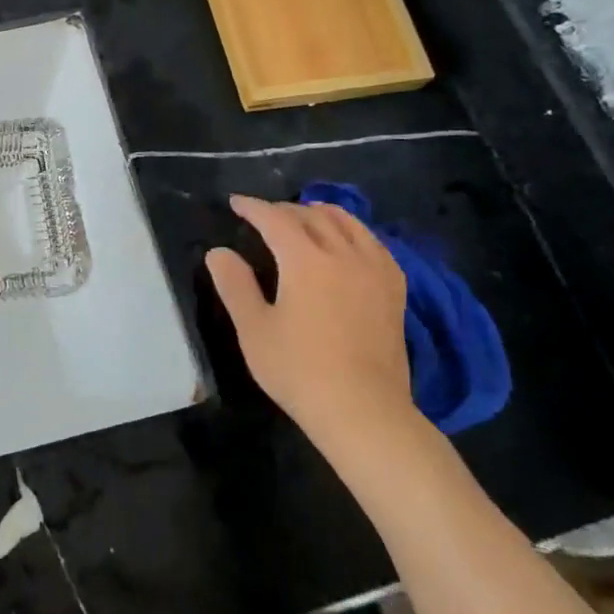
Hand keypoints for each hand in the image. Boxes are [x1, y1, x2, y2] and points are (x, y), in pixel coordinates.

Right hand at [205, 194, 421, 452]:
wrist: (363, 410)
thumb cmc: (300, 370)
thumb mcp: (254, 330)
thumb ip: (235, 285)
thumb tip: (218, 253)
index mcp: (306, 260)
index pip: (276, 219)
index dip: (254, 207)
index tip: (237, 203)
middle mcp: (343, 254)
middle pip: (313, 216)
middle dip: (285, 209)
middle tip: (265, 215)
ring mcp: (375, 270)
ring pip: (349, 223)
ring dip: (322, 214)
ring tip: (306, 216)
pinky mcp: (394, 290)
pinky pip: (374, 244)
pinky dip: (354, 232)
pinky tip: (349, 244)